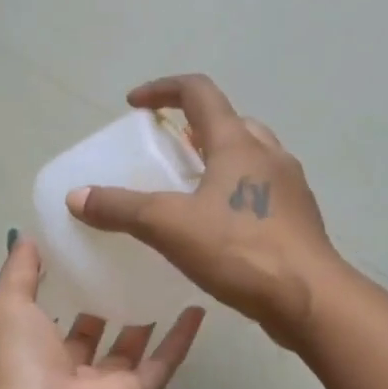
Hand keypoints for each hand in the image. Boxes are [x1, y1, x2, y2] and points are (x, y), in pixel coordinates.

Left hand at [0, 236, 204, 388]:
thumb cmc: (21, 363)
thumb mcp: (7, 305)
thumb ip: (19, 272)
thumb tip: (29, 238)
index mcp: (31, 351)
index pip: (48, 318)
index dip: (62, 289)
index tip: (82, 254)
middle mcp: (66, 369)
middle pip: (90, 333)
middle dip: (103, 302)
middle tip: (126, 262)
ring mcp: (103, 385)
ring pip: (128, 348)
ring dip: (143, 318)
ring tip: (161, 278)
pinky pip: (161, 363)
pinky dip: (179, 339)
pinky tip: (196, 308)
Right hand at [67, 75, 344, 349]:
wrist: (310, 299)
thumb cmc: (241, 251)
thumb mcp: (170, 226)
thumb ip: (122, 209)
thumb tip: (77, 197)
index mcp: (238, 143)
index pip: (199, 92)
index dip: (163, 89)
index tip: (135, 105)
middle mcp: (269, 155)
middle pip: (228, 122)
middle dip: (194, 128)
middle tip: (167, 151)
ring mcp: (290, 187)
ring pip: (249, 157)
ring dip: (217, 161)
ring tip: (189, 190)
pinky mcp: (298, 219)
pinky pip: (261, 191)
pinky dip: (235, 193)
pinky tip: (218, 229)